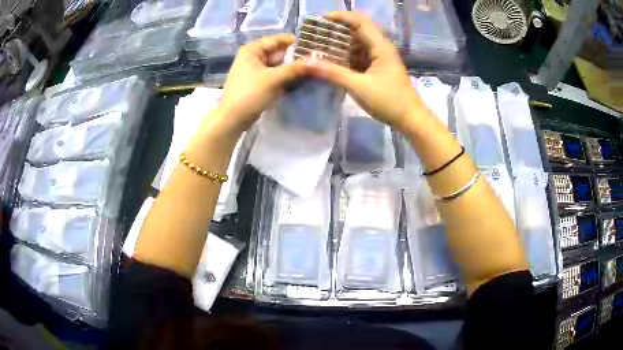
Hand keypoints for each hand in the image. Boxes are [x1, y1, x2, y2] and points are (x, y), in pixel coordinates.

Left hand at [214, 34, 305, 136]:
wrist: (233, 119)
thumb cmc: (251, 93)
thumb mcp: (274, 78)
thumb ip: (295, 68)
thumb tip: (314, 61)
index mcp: (252, 51)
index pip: (276, 40)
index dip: (293, 42)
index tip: (311, 45)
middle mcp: (252, 58)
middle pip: (277, 53)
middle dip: (294, 58)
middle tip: (314, 61)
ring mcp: (253, 71)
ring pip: (276, 66)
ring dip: (291, 69)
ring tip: (311, 71)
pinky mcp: (256, 84)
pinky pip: (273, 77)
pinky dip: (284, 78)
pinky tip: (299, 82)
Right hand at [303, 12, 425, 132]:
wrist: (410, 119)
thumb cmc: (389, 101)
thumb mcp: (359, 87)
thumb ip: (333, 73)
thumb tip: (306, 63)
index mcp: (381, 47)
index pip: (360, 22)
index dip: (341, 16)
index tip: (320, 19)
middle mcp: (381, 48)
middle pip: (358, 30)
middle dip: (337, 29)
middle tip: (317, 33)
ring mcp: (380, 58)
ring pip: (358, 43)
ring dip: (340, 43)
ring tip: (320, 46)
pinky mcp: (378, 68)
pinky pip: (360, 56)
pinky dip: (346, 56)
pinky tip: (332, 61)